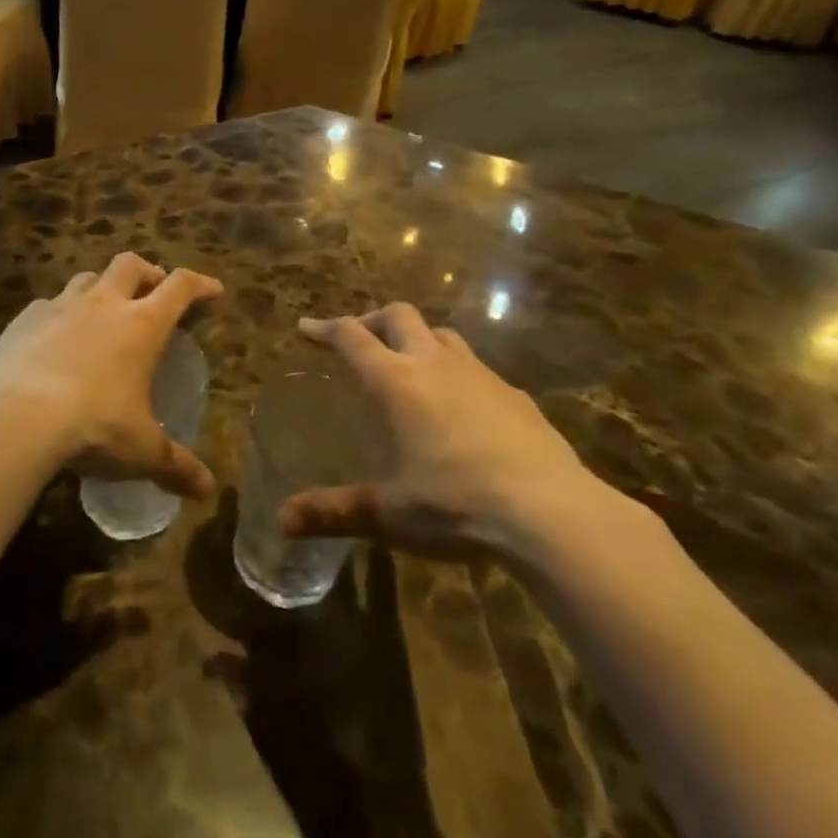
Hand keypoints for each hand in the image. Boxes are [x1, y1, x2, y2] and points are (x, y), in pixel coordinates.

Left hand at [0, 252, 222, 499]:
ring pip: (88, 277)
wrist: (15, 415)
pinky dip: (59, 313)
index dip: (199, 284)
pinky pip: (48, 304)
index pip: (179, 287)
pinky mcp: (25, 318)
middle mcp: (104, 303)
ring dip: (102, 288)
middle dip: (148, 272)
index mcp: (142, 324)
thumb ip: (175, 466)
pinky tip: (54, 337)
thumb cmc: (93, 426)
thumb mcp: (141, 451)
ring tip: (103, 312)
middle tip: (153, 292)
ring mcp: (61, 305)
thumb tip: (207, 490)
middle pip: (131, 265)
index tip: (212, 291)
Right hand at [281, 304, 622, 563]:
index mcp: (396, 382)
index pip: (351, 336)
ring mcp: (481, 375)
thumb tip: (283, 522)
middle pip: (398, 315)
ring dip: (419, 340)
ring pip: (442, 335)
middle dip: (372, 320)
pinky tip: (464, 411)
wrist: (554, 514)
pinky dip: (458, 375)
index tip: (306, 327)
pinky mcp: (517, 396)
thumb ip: (335, 512)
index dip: (325, 328)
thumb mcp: (389, 514)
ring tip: (410, 367)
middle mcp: (435, 364)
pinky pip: (478, 370)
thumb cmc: (457, 506)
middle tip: (359, 341)